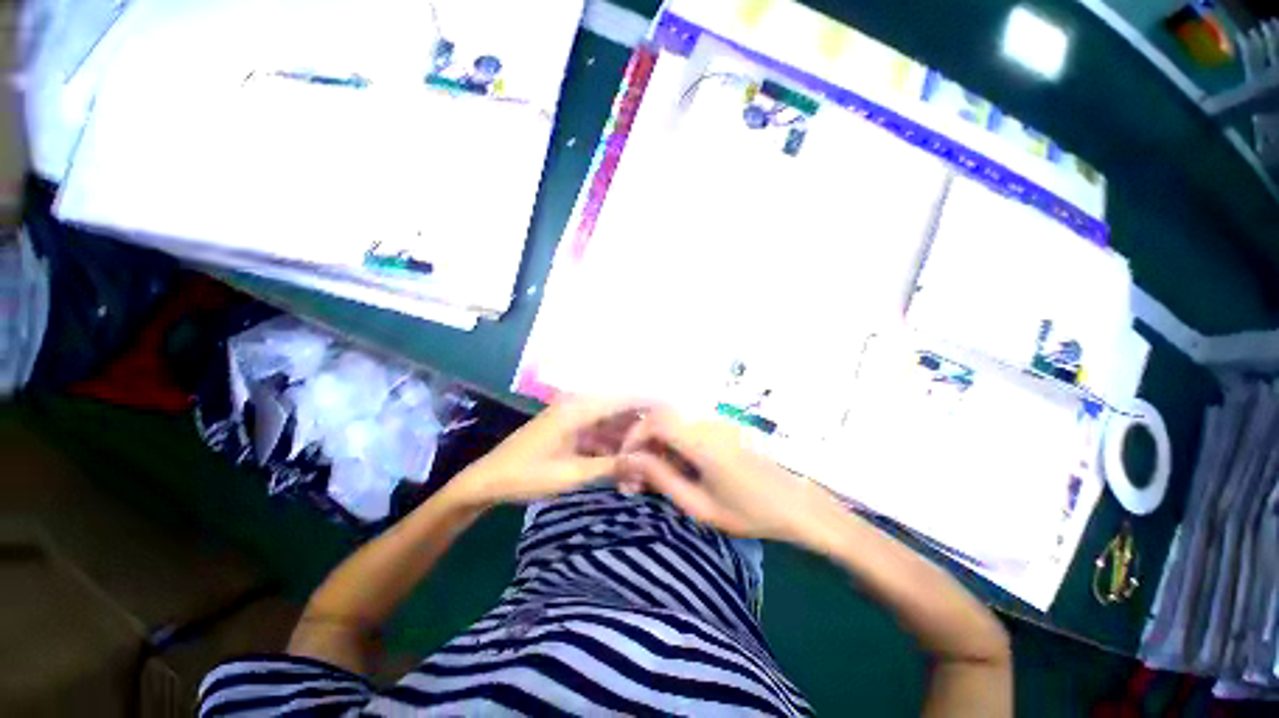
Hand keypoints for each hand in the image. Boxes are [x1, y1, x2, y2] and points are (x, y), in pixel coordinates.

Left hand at [446, 396, 646, 509]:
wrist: (487, 480)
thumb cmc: (526, 475)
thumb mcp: (571, 474)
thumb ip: (611, 465)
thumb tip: (646, 461)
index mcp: (580, 409)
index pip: (626, 398)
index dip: (652, 402)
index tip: (676, 413)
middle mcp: (580, 405)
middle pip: (622, 409)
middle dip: (643, 426)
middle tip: (664, 445)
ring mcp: (575, 416)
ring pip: (613, 422)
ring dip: (629, 439)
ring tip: (647, 457)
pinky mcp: (571, 427)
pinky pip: (601, 431)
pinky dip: (614, 444)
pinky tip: (625, 461)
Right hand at [618, 408, 830, 541]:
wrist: (799, 506)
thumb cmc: (751, 512)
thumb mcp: (700, 505)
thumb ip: (661, 479)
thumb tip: (628, 461)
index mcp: (701, 441)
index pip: (655, 422)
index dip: (634, 438)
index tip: (625, 464)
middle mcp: (707, 423)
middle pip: (662, 419)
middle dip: (642, 444)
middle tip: (636, 477)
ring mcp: (718, 423)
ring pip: (674, 424)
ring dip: (657, 446)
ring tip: (654, 479)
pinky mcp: (725, 428)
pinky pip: (689, 429)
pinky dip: (674, 446)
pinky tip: (678, 471)